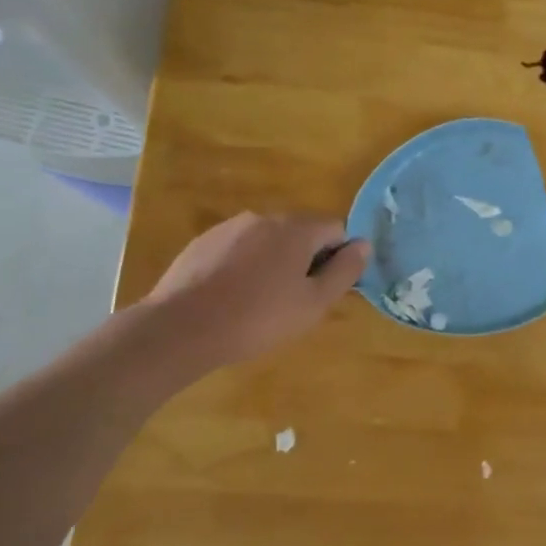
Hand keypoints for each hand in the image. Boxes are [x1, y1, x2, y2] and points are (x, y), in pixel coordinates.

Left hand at [139, 211, 369, 378]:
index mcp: (296, 229)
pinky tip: (232, 296)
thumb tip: (364, 245)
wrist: (181, 328)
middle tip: (296, 298)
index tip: (324, 288)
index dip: (338, 257)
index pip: (336, 229)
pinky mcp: (203, 242)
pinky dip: (245, 265)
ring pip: (268, 239)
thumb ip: (344, 271)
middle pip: (301, 231)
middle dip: (306, 258)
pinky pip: (239, 248)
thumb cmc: (258, 318)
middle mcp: (264, 217)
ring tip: (261, 300)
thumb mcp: (314, 303)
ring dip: (274, 261)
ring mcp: (230, 227)